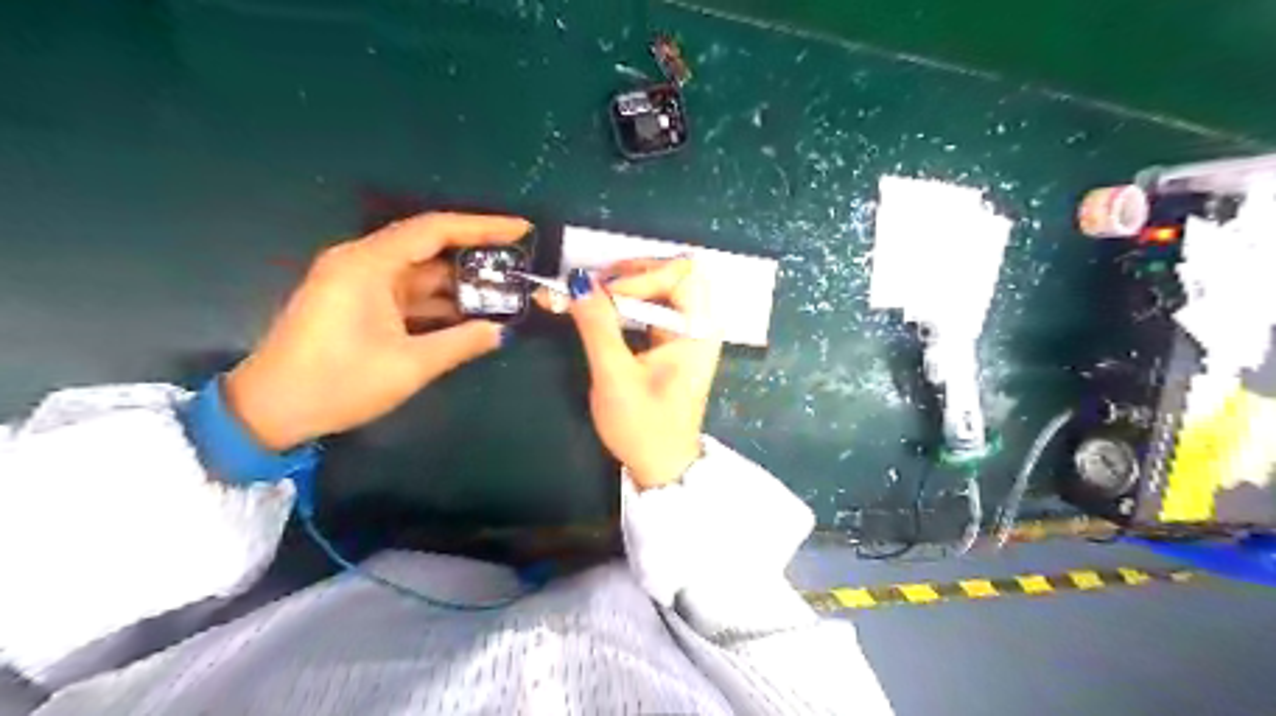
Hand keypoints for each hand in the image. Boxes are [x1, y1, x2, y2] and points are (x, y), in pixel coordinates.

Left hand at [226, 211, 531, 448]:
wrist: (270, 411)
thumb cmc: (338, 383)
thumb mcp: (409, 365)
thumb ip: (460, 343)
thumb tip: (500, 331)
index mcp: (368, 264)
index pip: (434, 230)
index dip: (482, 227)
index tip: (521, 229)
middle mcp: (362, 262)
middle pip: (428, 246)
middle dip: (475, 255)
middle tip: (517, 263)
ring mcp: (358, 283)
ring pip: (420, 272)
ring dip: (458, 283)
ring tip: (503, 291)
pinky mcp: (358, 303)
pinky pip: (407, 293)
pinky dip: (437, 301)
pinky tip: (469, 314)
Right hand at [557, 261, 721, 488]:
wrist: (660, 465)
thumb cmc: (643, 425)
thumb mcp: (615, 376)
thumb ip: (597, 326)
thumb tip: (578, 282)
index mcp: (699, 330)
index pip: (678, 274)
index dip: (638, 277)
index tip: (600, 296)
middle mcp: (700, 324)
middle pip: (673, 273)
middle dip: (632, 273)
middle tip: (594, 285)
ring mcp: (688, 332)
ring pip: (661, 287)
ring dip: (625, 286)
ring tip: (590, 295)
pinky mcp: (673, 341)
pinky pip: (653, 307)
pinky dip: (626, 303)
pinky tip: (601, 310)